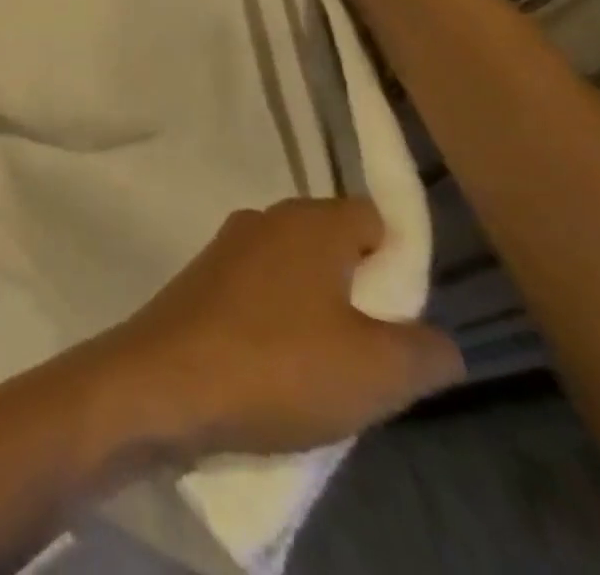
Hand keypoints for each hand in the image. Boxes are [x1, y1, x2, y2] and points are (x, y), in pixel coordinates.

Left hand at [92, 199, 463, 458]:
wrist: (166, 381)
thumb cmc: (280, 365)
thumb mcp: (382, 371)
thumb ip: (427, 349)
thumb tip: (433, 337)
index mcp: (307, 221)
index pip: (374, 218)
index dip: (402, 264)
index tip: (410, 318)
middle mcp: (263, 220)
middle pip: (335, 247)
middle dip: (365, 297)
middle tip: (379, 358)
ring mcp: (227, 248)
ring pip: (298, 275)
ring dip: (324, 318)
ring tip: (334, 377)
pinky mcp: (203, 280)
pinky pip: (263, 295)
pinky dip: (283, 327)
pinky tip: (286, 374)